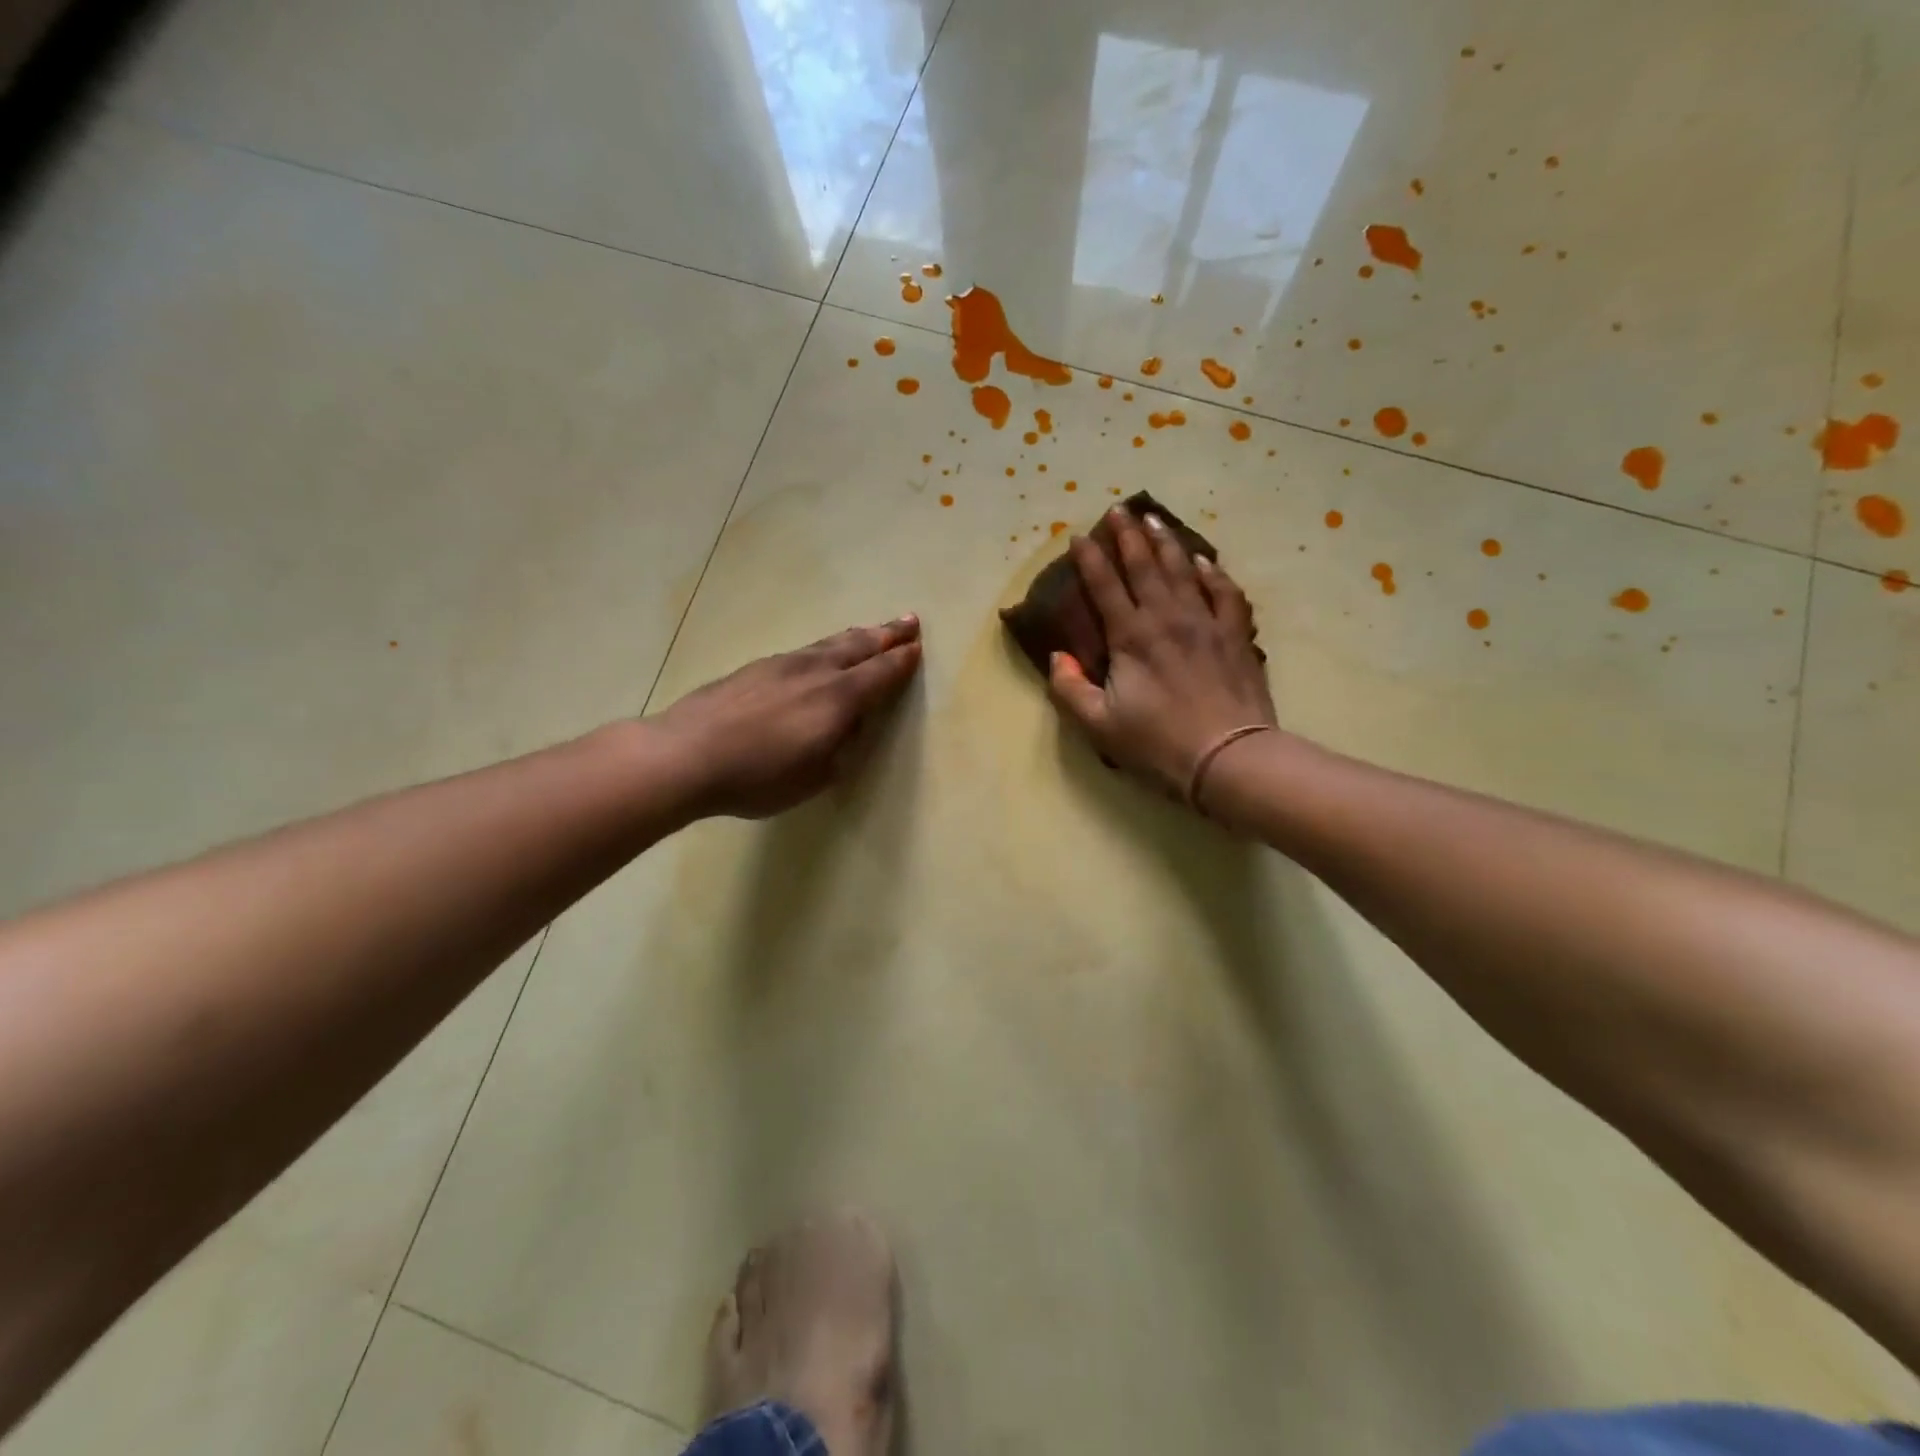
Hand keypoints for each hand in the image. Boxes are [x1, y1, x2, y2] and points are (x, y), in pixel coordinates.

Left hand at [651, 617, 922, 817]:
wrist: (686, 754)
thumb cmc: (758, 776)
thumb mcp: (814, 777)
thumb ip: (838, 749)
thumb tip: (846, 726)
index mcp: (837, 699)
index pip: (880, 674)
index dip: (901, 661)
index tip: (917, 647)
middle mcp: (815, 672)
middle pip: (858, 646)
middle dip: (886, 634)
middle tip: (908, 621)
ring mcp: (782, 665)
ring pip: (828, 644)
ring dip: (856, 636)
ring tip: (870, 630)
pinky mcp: (755, 668)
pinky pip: (803, 651)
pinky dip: (824, 647)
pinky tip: (819, 653)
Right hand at [1047, 509, 1276, 805]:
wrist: (1228, 757)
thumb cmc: (1158, 744)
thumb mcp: (1098, 726)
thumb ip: (1069, 689)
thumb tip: (1058, 657)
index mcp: (1131, 637)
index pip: (1105, 586)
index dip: (1089, 559)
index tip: (1078, 535)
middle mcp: (1167, 618)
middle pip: (1144, 566)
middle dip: (1127, 536)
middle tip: (1118, 509)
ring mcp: (1206, 623)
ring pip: (1183, 570)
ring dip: (1166, 542)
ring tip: (1153, 520)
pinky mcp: (1235, 636)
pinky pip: (1225, 593)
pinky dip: (1213, 573)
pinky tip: (1205, 561)